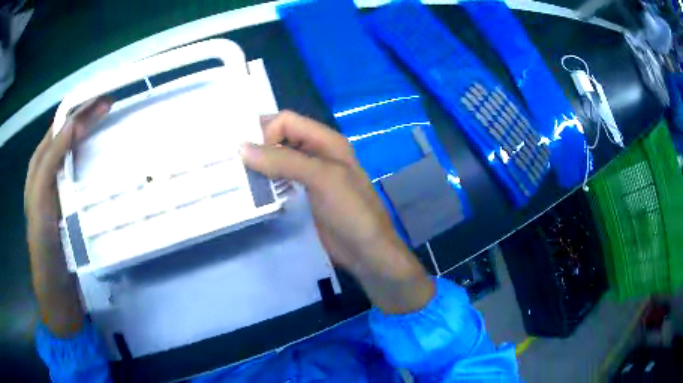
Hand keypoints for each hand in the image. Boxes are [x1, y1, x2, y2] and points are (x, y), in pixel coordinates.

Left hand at [25, 97, 111, 335]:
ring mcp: (61, 186)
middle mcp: (49, 170)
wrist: (57, 285)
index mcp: (39, 165)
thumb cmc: (44, 243)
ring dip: (92, 134)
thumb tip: (74, 124)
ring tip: (111, 124)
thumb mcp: (40, 198)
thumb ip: (51, 160)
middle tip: (112, 107)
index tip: (103, 100)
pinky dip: (94, 158)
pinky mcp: (73, 201)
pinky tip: (106, 157)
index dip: (79, 109)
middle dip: (88, 116)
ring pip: (76, 150)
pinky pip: (82, 172)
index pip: (59, 126)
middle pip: (68, 133)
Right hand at [240, 111, 433, 313]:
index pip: (287, 121)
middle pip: (281, 137)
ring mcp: (310, 175)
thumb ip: (284, 160)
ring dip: (259, 165)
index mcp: (326, 140)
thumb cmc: (351, 212)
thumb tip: (242, 148)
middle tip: (232, 162)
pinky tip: (252, 191)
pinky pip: (280, 180)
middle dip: (258, 146)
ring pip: (278, 158)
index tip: (248, 156)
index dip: (266, 132)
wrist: (367, 252)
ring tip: (237, 177)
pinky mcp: (304, 195)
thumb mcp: (322, 179)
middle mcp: (317, 152)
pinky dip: (265, 181)